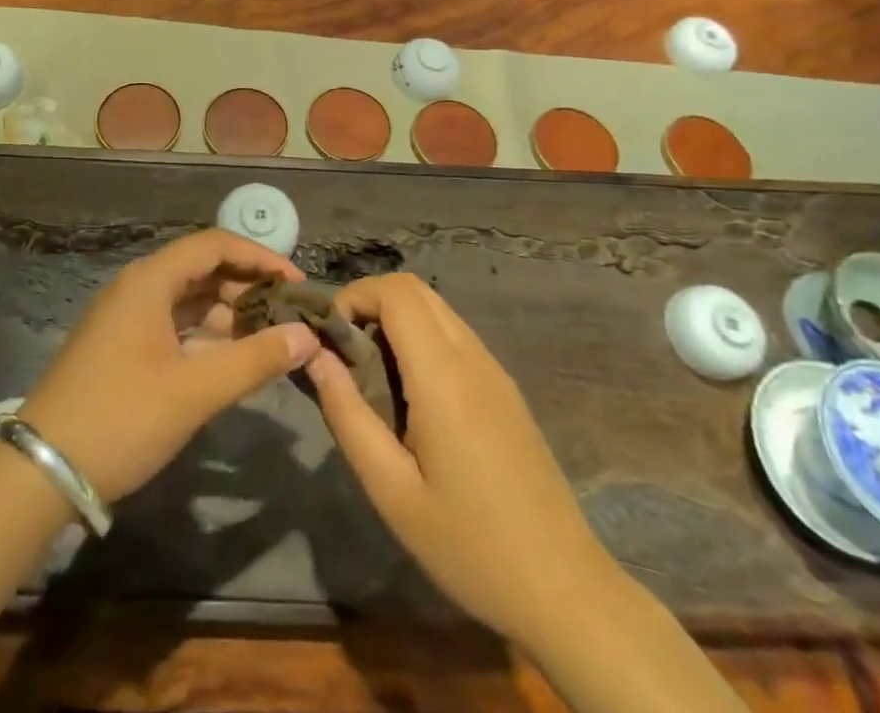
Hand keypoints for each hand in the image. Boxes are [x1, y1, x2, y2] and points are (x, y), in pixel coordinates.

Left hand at [20, 229, 318, 501]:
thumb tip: (307, 336)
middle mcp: (137, 287)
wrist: (41, 471)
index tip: (296, 283)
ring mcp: (126, 317)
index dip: (259, 258)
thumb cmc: (121, 419)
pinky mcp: (122, 345)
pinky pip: (174, 324)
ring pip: (188, 299)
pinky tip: (231, 359)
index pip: (214, 245)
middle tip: (289, 315)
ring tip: (269, 339)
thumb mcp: (194, 391)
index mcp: (149, 281)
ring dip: (229, 313)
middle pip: (202, 269)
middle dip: (247, 287)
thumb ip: (255, 360)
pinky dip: (206, 334)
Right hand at [305, 273, 604, 640]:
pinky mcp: (506, 389)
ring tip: (372, 374)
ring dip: (396, 319)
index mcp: (444, 375)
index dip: (355, 297)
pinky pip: (456, 336)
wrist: (564, 589)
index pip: (396, 291)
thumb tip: (315, 356)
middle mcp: (472, 357)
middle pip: (415, 289)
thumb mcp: (391, 491)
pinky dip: (422, 338)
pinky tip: (412, 395)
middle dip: (370, 302)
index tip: (330, 338)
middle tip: (345, 352)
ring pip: (437, 309)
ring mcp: (495, 370)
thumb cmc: (469, 545)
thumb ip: (347, 415)